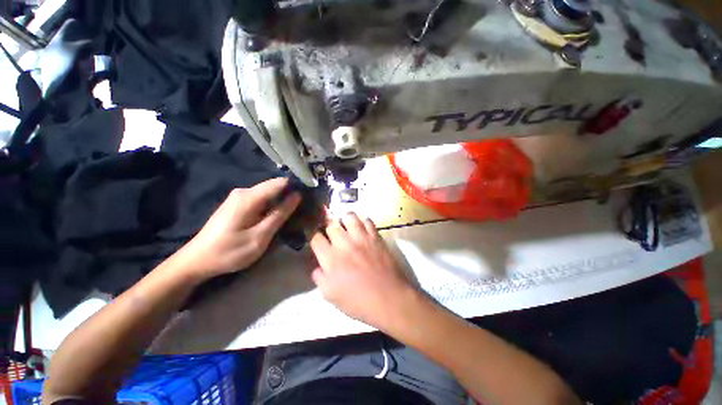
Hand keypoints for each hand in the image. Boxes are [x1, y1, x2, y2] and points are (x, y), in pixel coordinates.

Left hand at [178, 178, 300, 279]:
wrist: (197, 260)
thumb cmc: (229, 251)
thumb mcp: (260, 236)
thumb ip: (280, 214)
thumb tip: (297, 196)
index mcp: (249, 197)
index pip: (280, 182)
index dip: (296, 187)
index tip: (310, 196)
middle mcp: (244, 191)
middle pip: (275, 187)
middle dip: (290, 196)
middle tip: (305, 209)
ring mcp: (239, 197)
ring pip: (269, 194)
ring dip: (282, 202)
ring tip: (295, 213)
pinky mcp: (237, 204)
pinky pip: (261, 200)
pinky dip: (272, 206)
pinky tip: (278, 216)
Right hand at [310, 212, 416, 328]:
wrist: (388, 298)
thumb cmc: (358, 301)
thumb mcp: (331, 296)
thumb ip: (320, 278)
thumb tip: (317, 267)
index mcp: (330, 257)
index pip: (316, 238)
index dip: (314, 236)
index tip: (317, 239)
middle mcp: (344, 243)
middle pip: (331, 224)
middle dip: (328, 226)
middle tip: (331, 232)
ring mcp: (361, 237)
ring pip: (349, 217)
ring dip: (345, 219)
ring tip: (345, 225)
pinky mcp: (376, 237)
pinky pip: (368, 221)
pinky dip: (363, 221)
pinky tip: (362, 228)